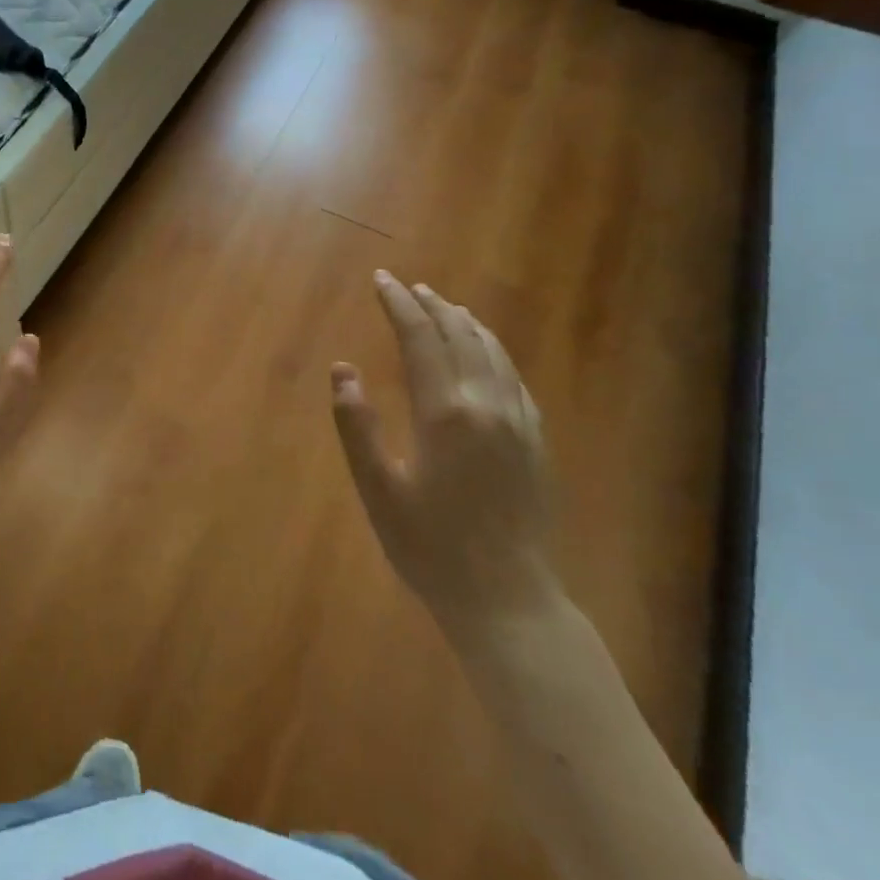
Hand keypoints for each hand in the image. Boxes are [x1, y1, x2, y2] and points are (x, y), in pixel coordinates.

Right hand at [330, 272, 557, 636]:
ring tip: (445, 306)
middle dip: (431, 305)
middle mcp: (486, 405)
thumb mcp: (378, 490)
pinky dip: (495, 352)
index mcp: (445, 413)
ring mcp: (518, 422)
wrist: (507, 599)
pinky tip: (487, 353)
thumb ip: (357, 426)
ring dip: (465, 323)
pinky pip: (515, 379)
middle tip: (408, 286)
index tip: (381, 280)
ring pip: (493, 352)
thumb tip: (343, 369)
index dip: (399, 305)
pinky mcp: (536, 442)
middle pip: (459, 336)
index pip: (420, 339)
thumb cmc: (430, 547)